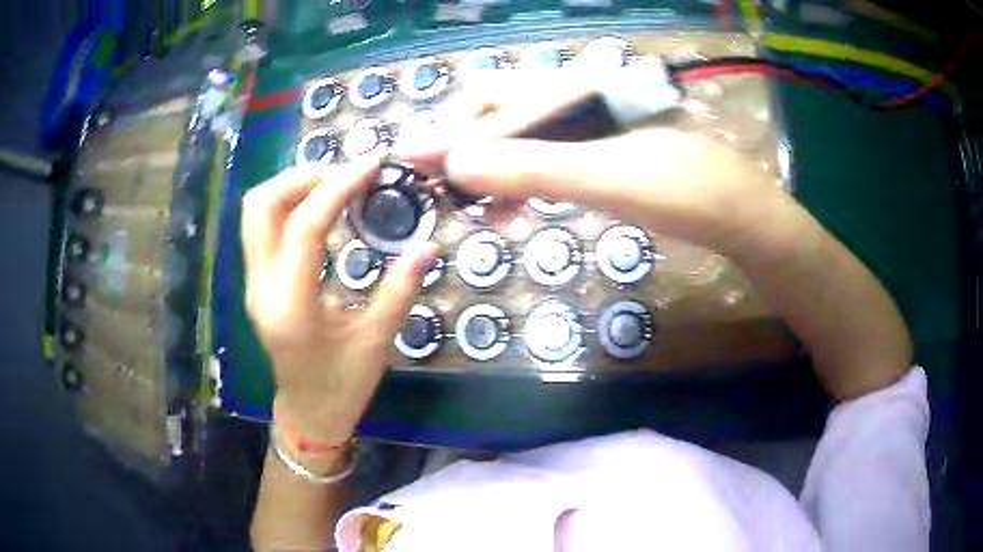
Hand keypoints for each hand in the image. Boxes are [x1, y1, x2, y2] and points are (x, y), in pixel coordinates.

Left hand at [241, 163, 437, 441]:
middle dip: (303, 177)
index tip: (370, 167)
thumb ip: (400, 289)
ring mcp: (252, 283)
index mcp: (291, 306)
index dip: (337, 189)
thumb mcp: (377, 340)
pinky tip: (318, 206)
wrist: (308, 412)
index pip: (304, 228)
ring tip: (333, 183)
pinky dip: (287, 203)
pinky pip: (261, 226)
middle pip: (261, 206)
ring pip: (255, 211)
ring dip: (291, 186)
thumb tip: (429, 246)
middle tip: (346, 174)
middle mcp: (261, 287)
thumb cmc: (343, 385)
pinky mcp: (256, 281)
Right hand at [399, 88, 785, 253]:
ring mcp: (590, 129)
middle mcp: (577, 100)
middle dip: (467, 150)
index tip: (411, 163)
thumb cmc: (680, 189)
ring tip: (477, 211)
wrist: (737, 214)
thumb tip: (453, 164)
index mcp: (575, 90)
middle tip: (445, 191)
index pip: (493, 103)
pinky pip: (548, 161)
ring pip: (523, 140)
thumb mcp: (602, 177)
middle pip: (502, 115)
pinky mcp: (602, 155)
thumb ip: (528, 166)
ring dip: (493, 171)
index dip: (449, 132)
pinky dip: (523, 183)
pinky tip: (513, 208)